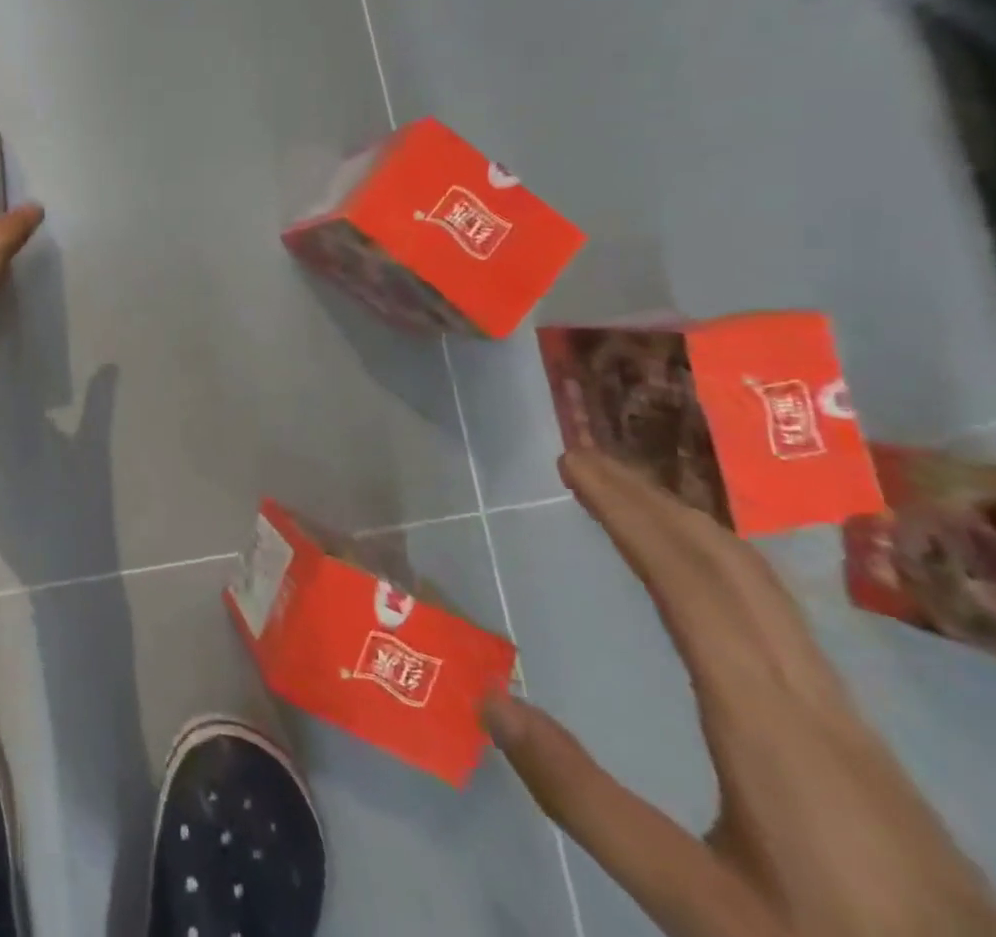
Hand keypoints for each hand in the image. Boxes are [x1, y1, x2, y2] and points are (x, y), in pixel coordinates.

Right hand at [485, 451, 995, 936]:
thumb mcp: (701, 909)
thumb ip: (590, 804)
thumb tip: (492, 700)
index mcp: (769, 723)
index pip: (690, 584)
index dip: (628, 513)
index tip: (573, 463)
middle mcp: (813, 703)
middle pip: (734, 568)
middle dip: (656, 500)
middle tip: (586, 460)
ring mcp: (846, 723)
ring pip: (766, 589)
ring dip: (690, 527)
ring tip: (630, 501)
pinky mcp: (859, 746)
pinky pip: (778, 618)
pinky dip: (720, 567)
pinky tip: (700, 585)